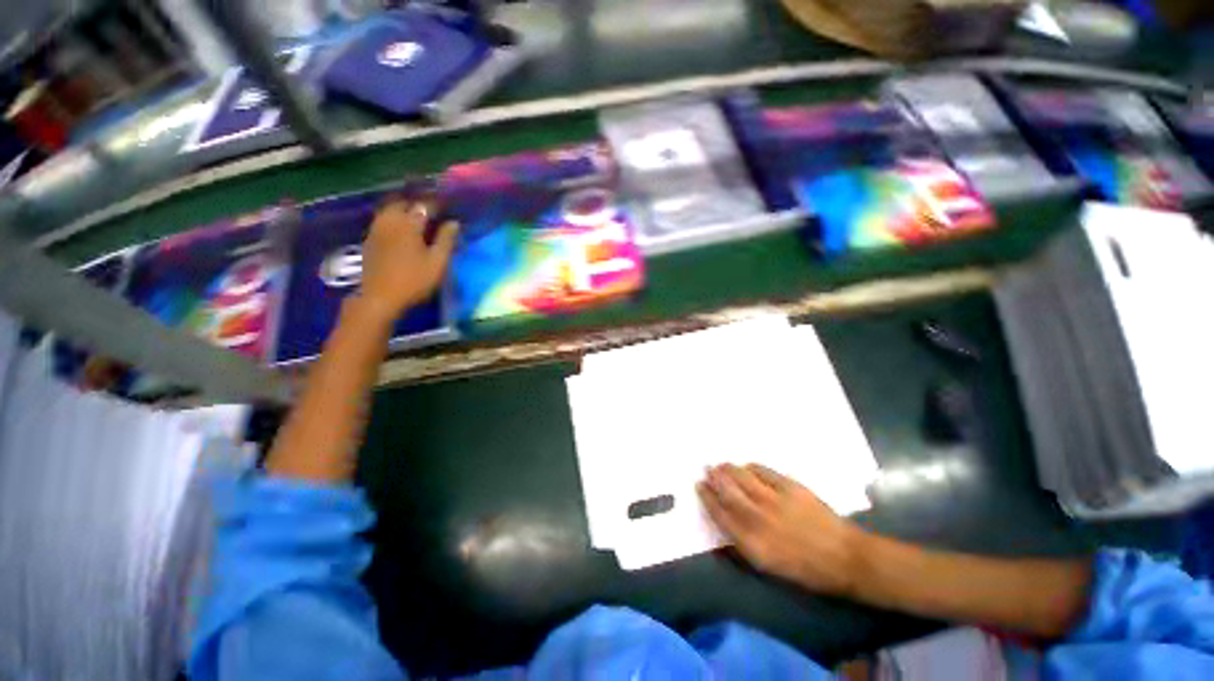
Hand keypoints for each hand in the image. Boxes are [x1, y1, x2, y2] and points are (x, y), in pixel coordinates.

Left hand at [356, 198, 458, 323]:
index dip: (438, 204)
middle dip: (418, 203)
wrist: (380, 297)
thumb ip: (446, 240)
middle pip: (403, 203)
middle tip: (432, 210)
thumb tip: (454, 223)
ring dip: (404, 209)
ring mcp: (376, 229)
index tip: (449, 206)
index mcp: (408, 224)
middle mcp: (390, 221)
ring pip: (390, 210)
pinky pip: (383, 220)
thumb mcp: (438, 262)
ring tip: (417, 217)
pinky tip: (401, 229)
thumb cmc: (414, 280)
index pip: (425, 206)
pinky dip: (394, 219)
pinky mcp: (370, 240)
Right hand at [697, 464, 864, 595]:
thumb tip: (721, 533)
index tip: (699, 486)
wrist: (844, 557)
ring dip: (729, 470)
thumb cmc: (806, 570)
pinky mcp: (791, 487)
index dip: (707, 498)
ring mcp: (775, 500)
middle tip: (707, 469)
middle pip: (729, 492)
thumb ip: (741, 549)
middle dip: (715, 479)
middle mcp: (760, 519)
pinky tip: (747, 466)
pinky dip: (752, 467)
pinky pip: (764, 471)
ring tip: (721, 464)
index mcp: (752, 543)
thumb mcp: (769, 568)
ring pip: (743, 478)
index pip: (720, 515)